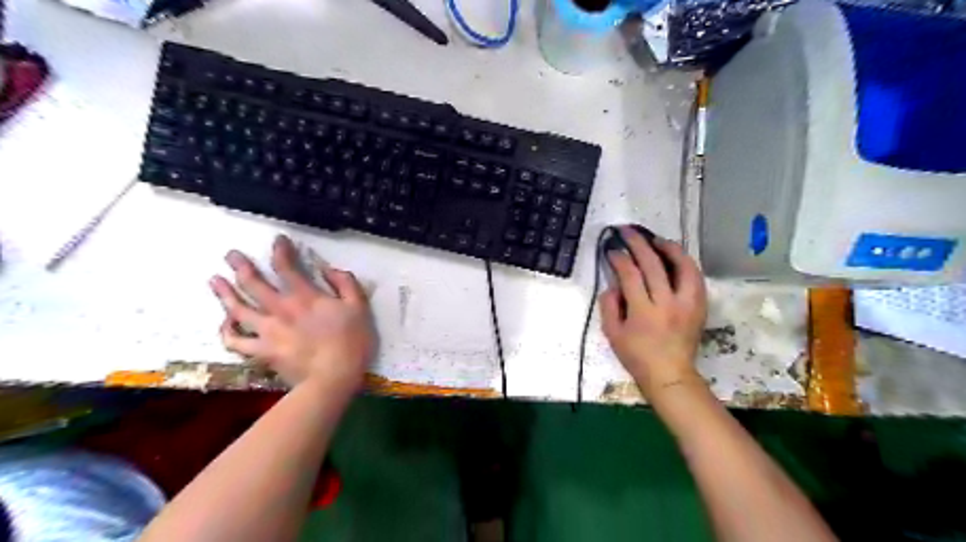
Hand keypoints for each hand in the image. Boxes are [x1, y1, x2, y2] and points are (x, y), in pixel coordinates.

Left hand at [210, 234, 373, 391]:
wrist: (333, 377)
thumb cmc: (351, 341)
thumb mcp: (359, 307)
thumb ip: (345, 283)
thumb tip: (329, 269)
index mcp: (304, 296)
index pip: (286, 267)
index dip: (280, 251)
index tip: (277, 240)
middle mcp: (280, 309)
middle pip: (253, 283)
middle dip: (241, 266)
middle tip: (231, 255)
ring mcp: (266, 331)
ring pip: (237, 308)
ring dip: (224, 293)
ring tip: (214, 280)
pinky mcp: (261, 351)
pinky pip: (236, 340)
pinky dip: (226, 331)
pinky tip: (225, 322)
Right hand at [597, 226, 707, 399]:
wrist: (670, 374)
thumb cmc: (637, 356)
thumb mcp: (612, 334)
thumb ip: (608, 305)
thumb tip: (613, 284)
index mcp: (643, 312)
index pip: (630, 275)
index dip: (619, 258)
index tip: (612, 250)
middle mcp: (667, 303)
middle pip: (654, 265)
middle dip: (638, 244)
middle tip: (628, 231)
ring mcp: (687, 304)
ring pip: (682, 266)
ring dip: (668, 248)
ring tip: (655, 238)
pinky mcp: (699, 306)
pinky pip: (695, 277)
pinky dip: (685, 262)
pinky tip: (675, 256)